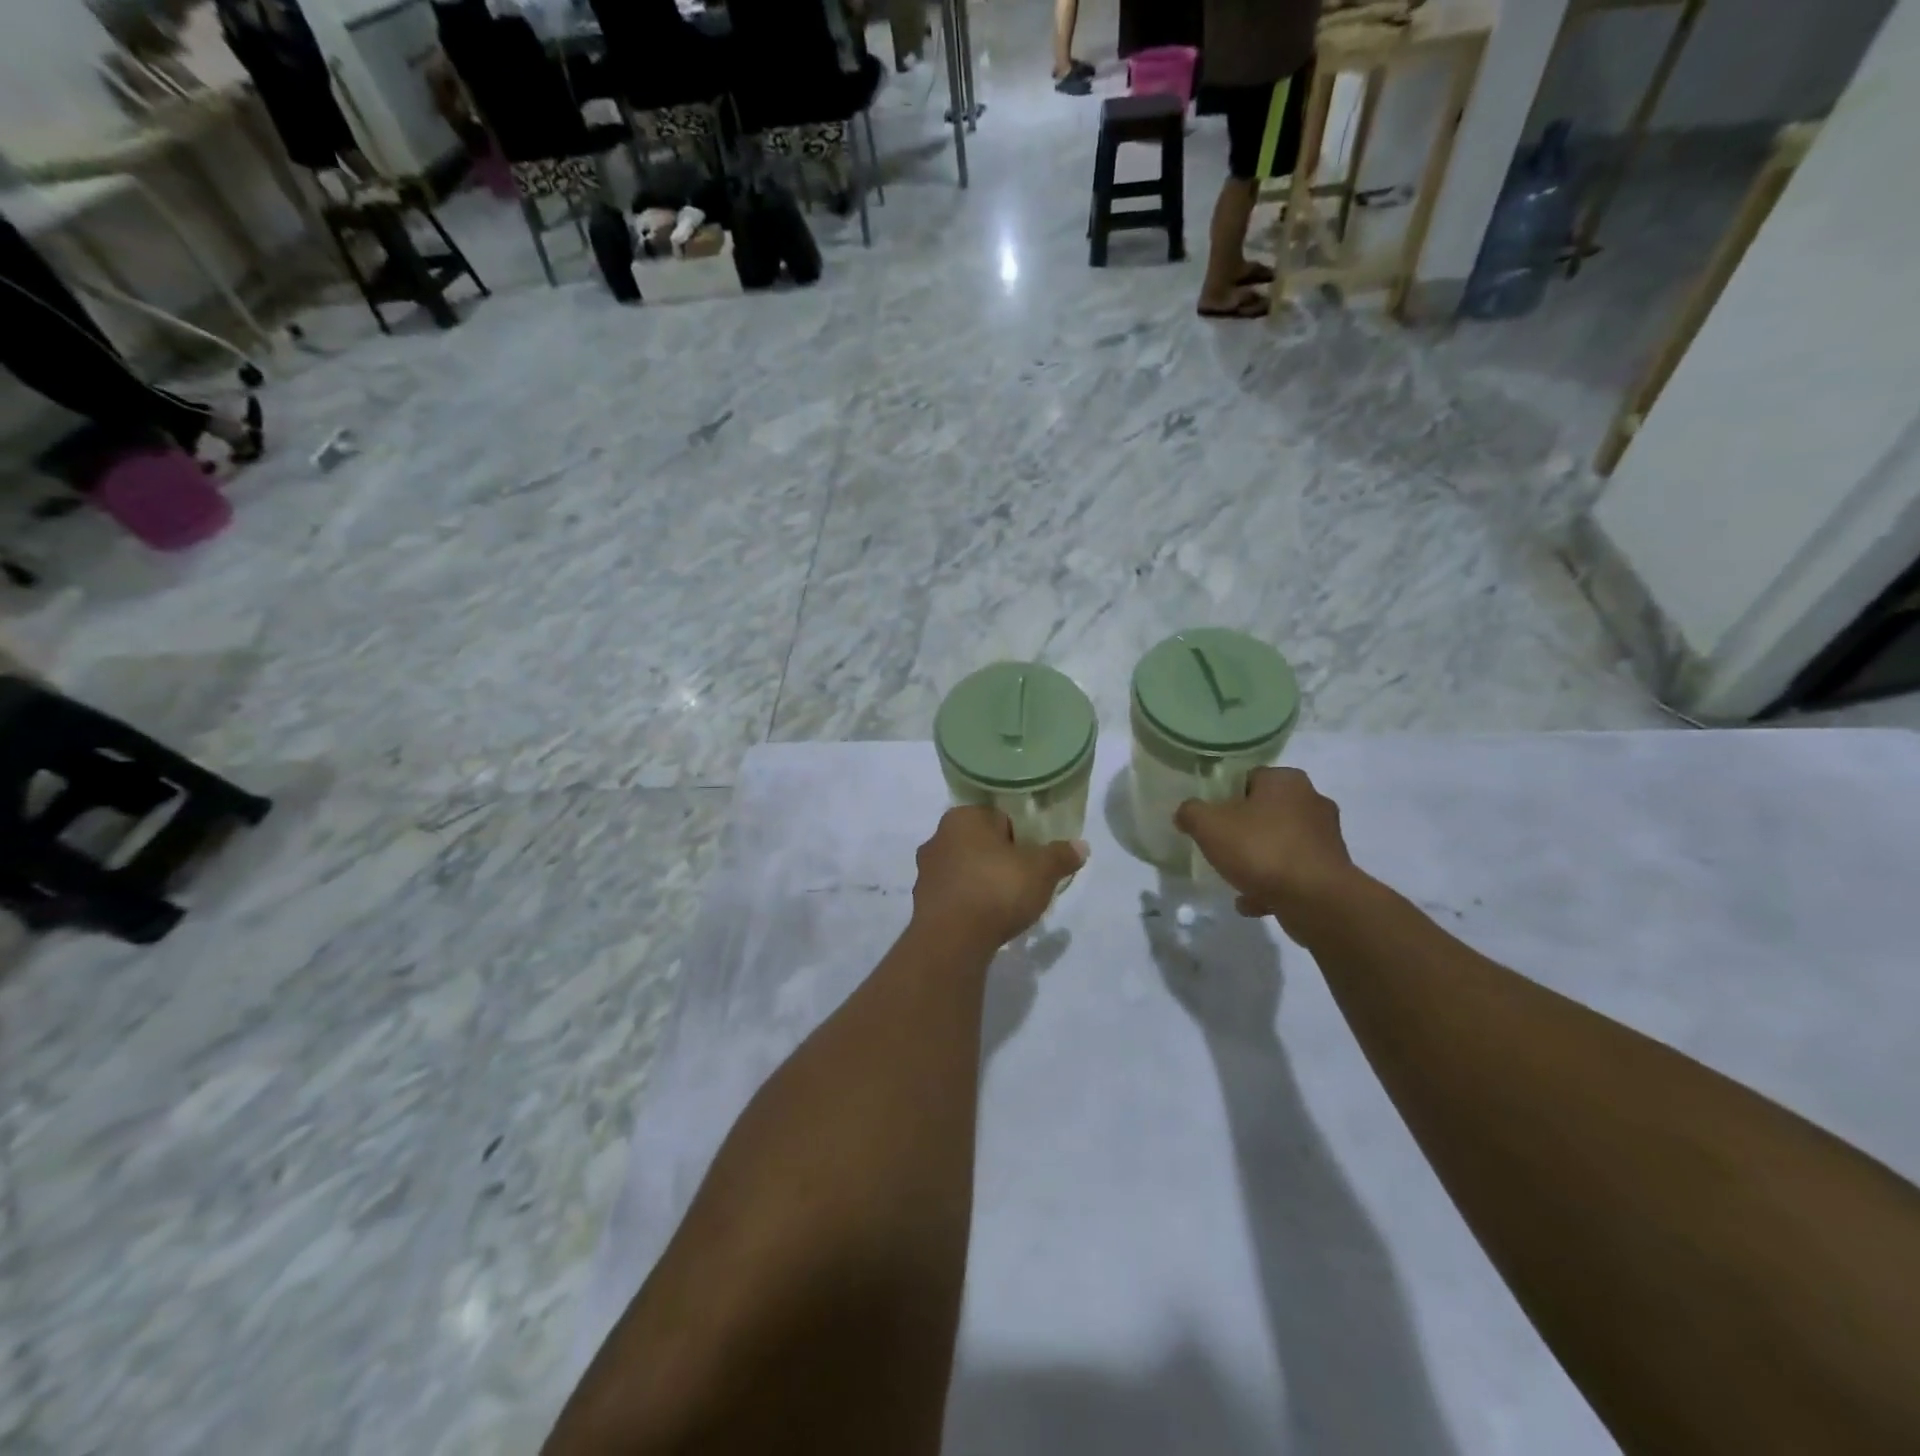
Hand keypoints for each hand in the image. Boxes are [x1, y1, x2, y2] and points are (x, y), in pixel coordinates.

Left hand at [912, 807, 1087, 950]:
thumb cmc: (997, 890)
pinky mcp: (921, 901)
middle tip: (1023, 882)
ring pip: (965, 868)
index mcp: (964, 817)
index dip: (1021, 837)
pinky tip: (984, 920)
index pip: (999, 818)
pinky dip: (968, 903)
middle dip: (1000, 859)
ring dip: (982, 881)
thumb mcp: (1041, 871)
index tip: (1033, 860)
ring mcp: (926, 870)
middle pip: (981, 843)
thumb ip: (1061, 855)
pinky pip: (954, 894)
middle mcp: (938, 836)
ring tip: (1005, 906)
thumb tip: (1081, 846)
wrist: (951, 940)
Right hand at [1176, 768, 1360, 929]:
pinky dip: (1274, 884)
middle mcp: (1312, 801)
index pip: (1249, 778)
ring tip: (1235, 879)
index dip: (1226, 797)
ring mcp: (1326, 837)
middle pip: (1266, 811)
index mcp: (1286, 781)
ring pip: (1280, 843)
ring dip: (1259, 860)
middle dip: (1244, 830)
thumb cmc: (1261, 849)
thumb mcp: (1209, 825)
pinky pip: (1293, 872)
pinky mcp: (1332, 870)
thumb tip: (1187, 813)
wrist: (1316, 900)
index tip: (1212, 820)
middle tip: (1222, 847)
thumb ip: (1191, 813)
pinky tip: (1253, 902)